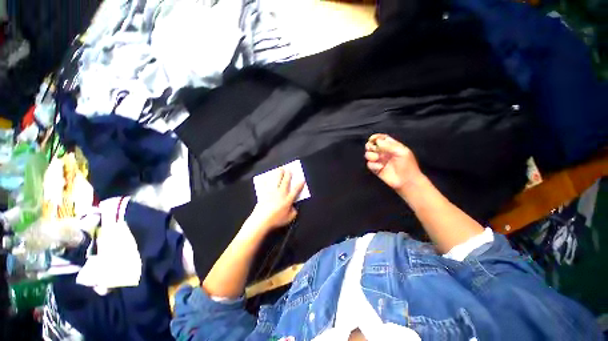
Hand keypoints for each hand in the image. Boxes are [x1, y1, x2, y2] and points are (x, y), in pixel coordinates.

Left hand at [249, 169, 304, 231]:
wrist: (261, 220)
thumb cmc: (276, 220)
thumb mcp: (289, 219)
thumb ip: (293, 212)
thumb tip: (294, 208)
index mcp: (288, 199)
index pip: (296, 190)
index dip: (300, 184)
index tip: (302, 179)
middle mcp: (280, 193)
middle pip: (285, 181)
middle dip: (288, 174)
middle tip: (289, 169)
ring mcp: (271, 192)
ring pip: (276, 180)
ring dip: (278, 173)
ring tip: (280, 168)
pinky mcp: (264, 193)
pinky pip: (265, 185)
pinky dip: (265, 181)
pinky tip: (265, 177)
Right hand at [365, 134, 423, 193]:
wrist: (406, 181)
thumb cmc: (407, 165)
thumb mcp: (401, 151)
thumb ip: (389, 145)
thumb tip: (377, 141)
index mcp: (391, 146)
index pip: (381, 138)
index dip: (376, 137)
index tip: (372, 139)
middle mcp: (383, 152)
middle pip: (371, 145)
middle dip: (370, 146)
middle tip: (373, 149)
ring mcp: (379, 161)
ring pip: (368, 154)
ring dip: (371, 155)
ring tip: (377, 159)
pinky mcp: (375, 169)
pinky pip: (369, 164)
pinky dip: (373, 165)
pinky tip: (380, 168)